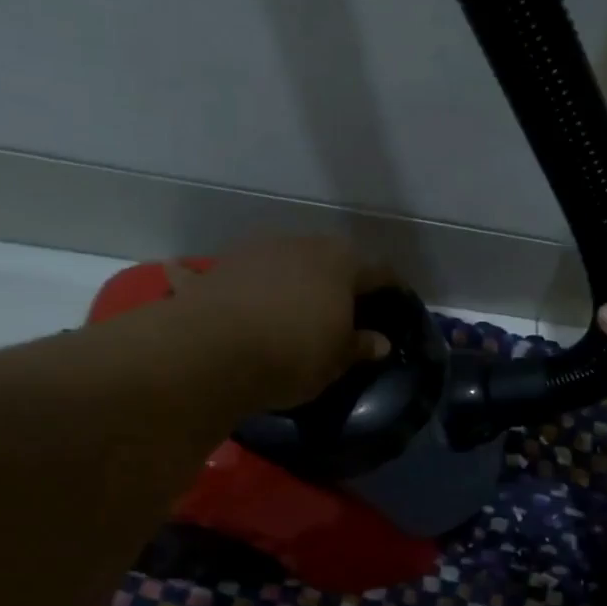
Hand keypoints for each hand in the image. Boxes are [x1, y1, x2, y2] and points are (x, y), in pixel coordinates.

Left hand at [163, 237, 392, 410]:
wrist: (214, 352)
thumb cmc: (294, 354)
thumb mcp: (337, 360)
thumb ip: (360, 346)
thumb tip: (380, 342)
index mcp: (341, 263)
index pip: (377, 272)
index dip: (388, 287)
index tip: (393, 300)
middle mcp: (300, 245)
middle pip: (328, 258)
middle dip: (336, 279)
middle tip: (341, 307)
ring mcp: (254, 251)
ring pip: (281, 261)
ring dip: (288, 277)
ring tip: (289, 306)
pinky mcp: (216, 268)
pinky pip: (230, 275)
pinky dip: (225, 282)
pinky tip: (213, 288)